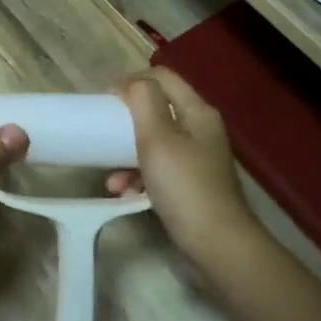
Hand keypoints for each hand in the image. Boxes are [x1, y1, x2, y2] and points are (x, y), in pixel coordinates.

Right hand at [106, 69, 259, 274]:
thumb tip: (129, 82)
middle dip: (126, 122)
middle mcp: (201, 130)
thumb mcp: (157, 137)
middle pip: (158, 110)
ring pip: (155, 143)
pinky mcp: (192, 184)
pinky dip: (139, 177)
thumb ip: (143, 101)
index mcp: (197, 112)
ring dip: (127, 155)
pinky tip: (125, 194)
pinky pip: (159, 169)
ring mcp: (198, 158)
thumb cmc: (184, 186)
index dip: (131, 80)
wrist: (217, 244)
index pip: (162, 77)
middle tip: (102, 132)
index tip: (104, 100)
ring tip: (111, 178)